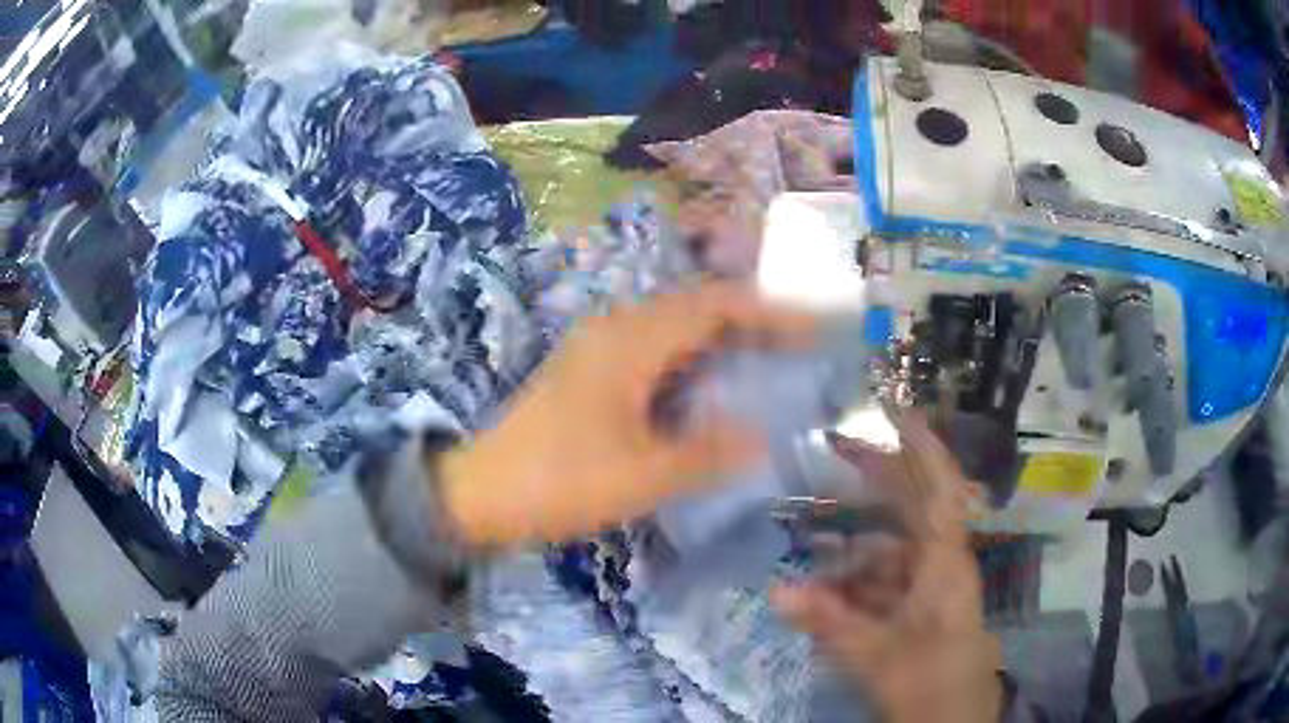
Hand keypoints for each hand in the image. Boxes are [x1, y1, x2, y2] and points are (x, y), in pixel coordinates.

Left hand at [439, 282, 816, 546]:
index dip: (769, 313)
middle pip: (696, 306)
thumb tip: (762, 439)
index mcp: (631, 342)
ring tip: (765, 361)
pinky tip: (708, 387)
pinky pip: (653, 347)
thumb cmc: (559, 482)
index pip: (715, 306)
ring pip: (674, 325)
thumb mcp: (642, 476)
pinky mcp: (587, 370)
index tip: (814, 328)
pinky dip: (692, 357)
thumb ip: (708, 455)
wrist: (478, 492)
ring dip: (721, 336)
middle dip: (751, 320)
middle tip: (798, 346)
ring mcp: (597, 346)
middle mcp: (615, 329)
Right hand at [771, 412, 1003, 722]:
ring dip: (851, 553)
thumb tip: (773, 591)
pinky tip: (822, 599)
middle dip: (874, 481)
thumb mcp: (875, 655)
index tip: (895, 409)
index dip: (922, 445)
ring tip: (807, 558)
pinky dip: (854, 586)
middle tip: (833, 453)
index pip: (940, 488)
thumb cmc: (929, 683)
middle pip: (910, 509)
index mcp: (945, 563)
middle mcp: (942, 565)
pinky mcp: (920, 612)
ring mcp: (931, 589)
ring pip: (890, 553)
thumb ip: (827, 622)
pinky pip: (885, 585)